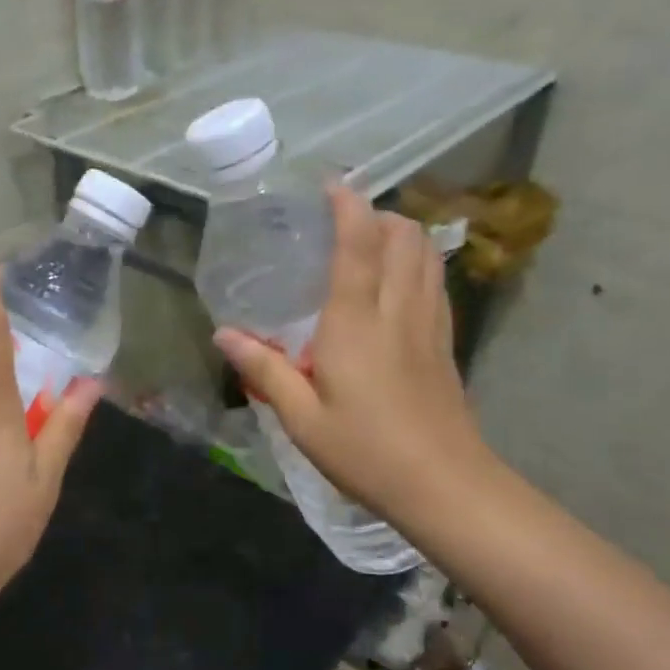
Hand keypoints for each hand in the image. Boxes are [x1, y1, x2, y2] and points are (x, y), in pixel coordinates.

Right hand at [213, 182, 492, 529]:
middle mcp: (397, 310)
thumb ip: (264, 370)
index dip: (348, 206)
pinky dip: (420, 264)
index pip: (358, 244)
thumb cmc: (365, 451)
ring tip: (374, 243)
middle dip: (380, 215)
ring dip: (404, 235)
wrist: (443, 485)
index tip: (332, 184)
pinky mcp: (446, 344)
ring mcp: (430, 325)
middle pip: (404, 237)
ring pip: (427, 255)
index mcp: (356, 322)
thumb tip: (224, 335)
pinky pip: (436, 284)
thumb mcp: (301, 418)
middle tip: (347, 222)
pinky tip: (400, 286)